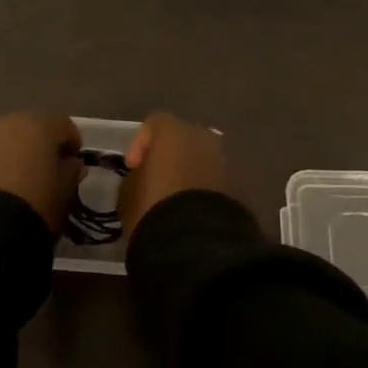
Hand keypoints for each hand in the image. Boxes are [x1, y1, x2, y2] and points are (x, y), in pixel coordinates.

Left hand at [0, 112, 83, 231]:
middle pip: (25, 128)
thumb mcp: (63, 195)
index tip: (72, 164)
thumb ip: (70, 173)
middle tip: (38, 173)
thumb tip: (70, 164)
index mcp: (37, 125)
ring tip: (7, 184)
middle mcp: (3, 122)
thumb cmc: (33, 208)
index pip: (62, 126)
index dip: (70, 143)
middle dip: (34, 146)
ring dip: (4, 154)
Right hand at [118, 112, 227, 240]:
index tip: (133, 168)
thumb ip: (134, 178)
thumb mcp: (128, 193)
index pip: (154, 125)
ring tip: (175, 200)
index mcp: (174, 131)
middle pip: (182, 140)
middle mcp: (204, 138)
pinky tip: (193, 212)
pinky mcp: (239, 188)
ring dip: (189, 174)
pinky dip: (204, 191)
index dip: (140, 144)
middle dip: (169, 157)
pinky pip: (215, 182)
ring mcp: (225, 162)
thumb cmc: (154, 207)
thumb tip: (141, 178)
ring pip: (202, 161)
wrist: (197, 243)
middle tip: (156, 181)